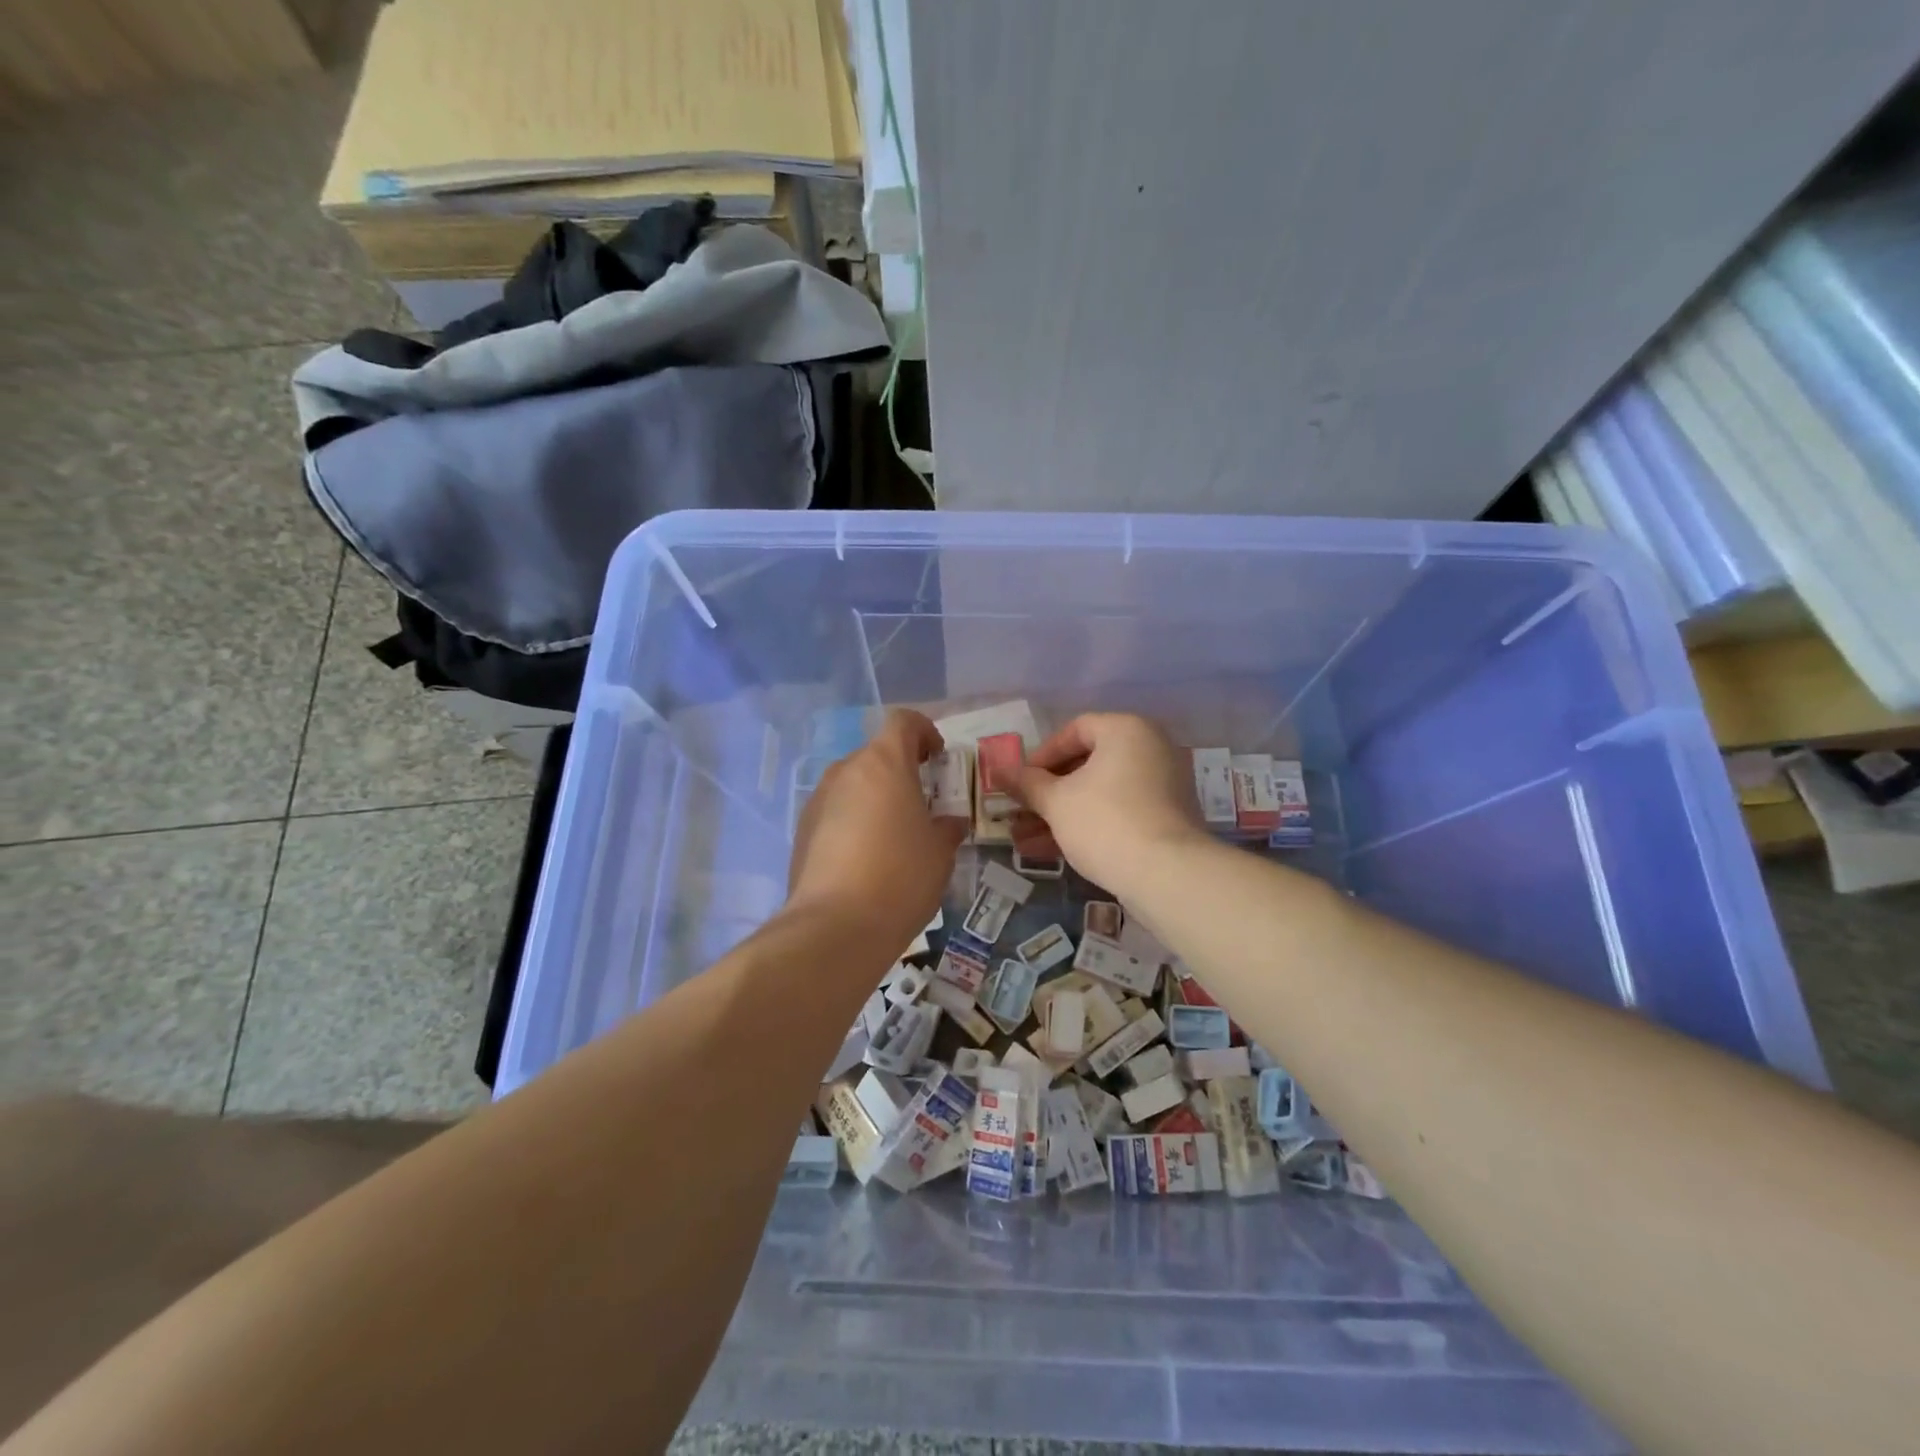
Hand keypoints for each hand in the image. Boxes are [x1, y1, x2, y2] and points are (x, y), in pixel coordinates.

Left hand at [787, 709, 967, 959]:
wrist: (835, 926)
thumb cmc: (901, 876)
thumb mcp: (940, 852)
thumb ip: (946, 828)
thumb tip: (948, 823)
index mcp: (884, 763)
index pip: (903, 722)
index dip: (924, 731)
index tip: (937, 756)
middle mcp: (846, 771)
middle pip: (876, 755)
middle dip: (900, 771)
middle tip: (921, 804)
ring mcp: (818, 800)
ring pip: (853, 784)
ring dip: (875, 798)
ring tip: (894, 836)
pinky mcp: (801, 831)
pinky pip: (835, 812)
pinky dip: (853, 822)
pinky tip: (866, 859)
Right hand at [1012, 713, 1206, 898]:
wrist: (1168, 875)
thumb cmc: (1105, 822)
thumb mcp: (1056, 802)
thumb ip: (1026, 784)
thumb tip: (997, 771)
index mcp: (1127, 730)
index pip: (1076, 729)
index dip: (1042, 755)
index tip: (1021, 782)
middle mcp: (1150, 748)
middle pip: (1088, 764)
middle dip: (1047, 792)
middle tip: (1020, 812)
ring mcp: (1162, 785)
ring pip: (1100, 793)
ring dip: (1061, 814)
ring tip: (1025, 840)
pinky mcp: (1166, 819)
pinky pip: (1119, 812)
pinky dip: (1088, 825)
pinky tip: (1052, 851)